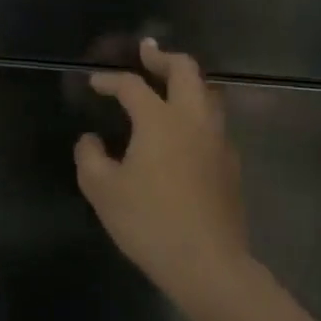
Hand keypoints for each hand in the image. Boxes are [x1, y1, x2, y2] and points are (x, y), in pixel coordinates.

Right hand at [74, 40, 246, 309]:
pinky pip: (214, 123)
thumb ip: (90, 157)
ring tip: (167, 87)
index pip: (132, 85)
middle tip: (145, 55)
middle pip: (186, 71)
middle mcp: (193, 120)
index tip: (94, 83)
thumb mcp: (102, 190)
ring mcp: (218, 141)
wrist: (208, 265)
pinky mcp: (230, 165)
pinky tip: (182, 132)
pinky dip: (197, 112)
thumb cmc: (149, 222)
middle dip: (163, 58)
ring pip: (208, 94)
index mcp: (160, 120)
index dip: (109, 80)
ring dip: (187, 83)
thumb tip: (91, 140)